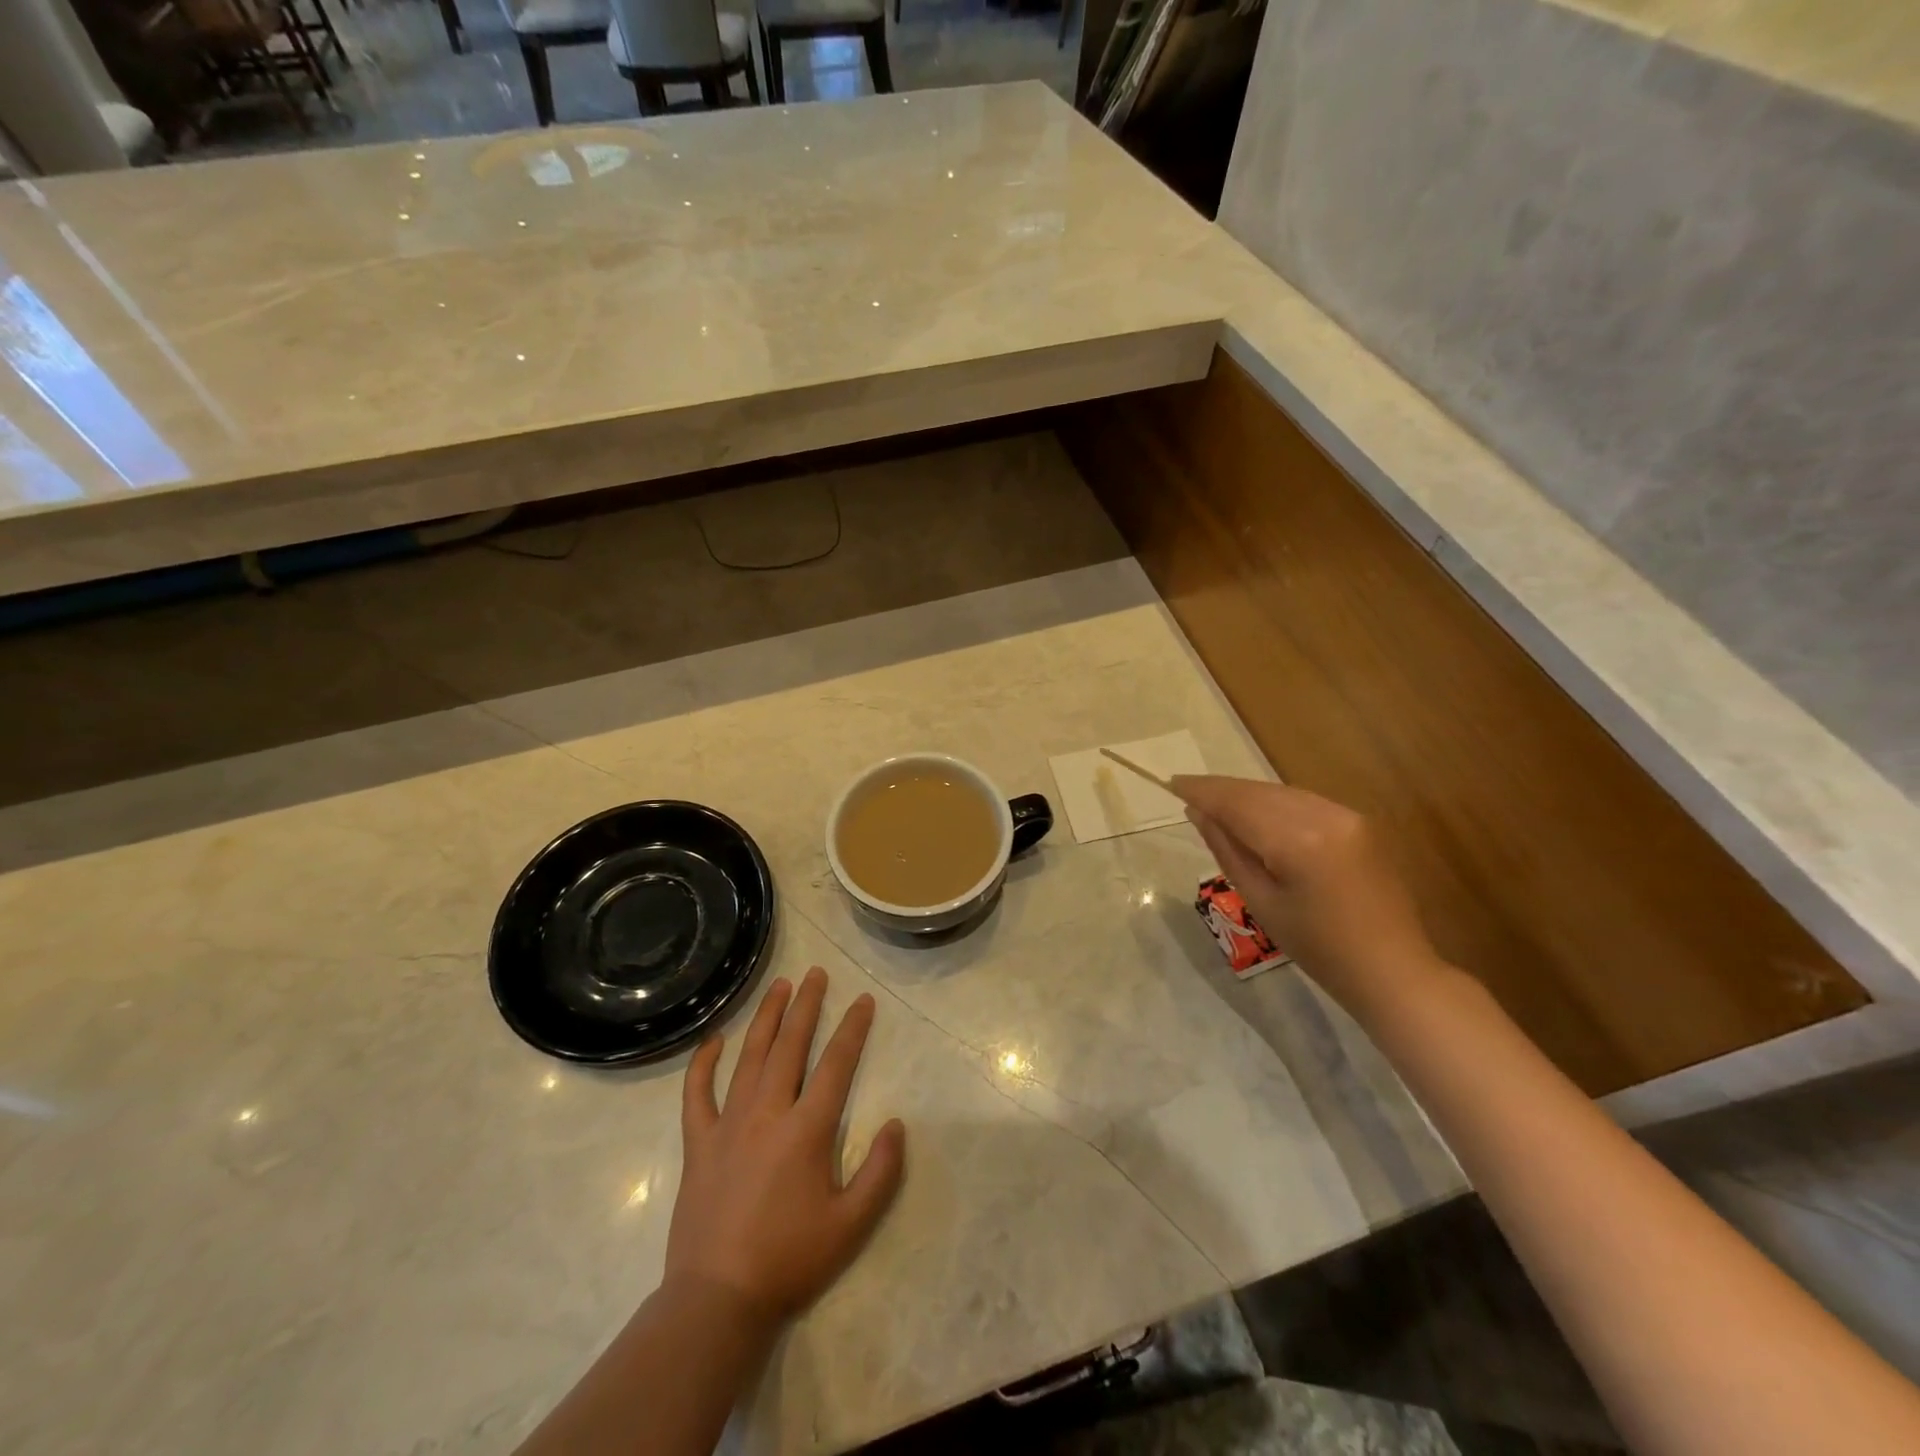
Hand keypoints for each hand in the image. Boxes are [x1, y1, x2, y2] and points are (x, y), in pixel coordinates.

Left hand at [665, 967, 905, 1328]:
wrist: (717, 1300)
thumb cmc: (790, 1259)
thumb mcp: (852, 1224)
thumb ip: (881, 1172)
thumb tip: (896, 1123)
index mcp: (806, 1130)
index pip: (836, 1064)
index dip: (852, 1028)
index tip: (862, 1000)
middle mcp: (768, 1113)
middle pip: (790, 1046)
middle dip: (807, 1006)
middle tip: (816, 974)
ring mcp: (728, 1124)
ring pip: (749, 1057)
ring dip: (766, 1018)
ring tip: (779, 986)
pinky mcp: (698, 1142)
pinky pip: (697, 1093)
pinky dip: (704, 1063)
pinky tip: (714, 1039)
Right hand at [1172, 775, 1441, 1008]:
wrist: (1392, 969)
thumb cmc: (1318, 948)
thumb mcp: (1261, 902)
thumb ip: (1228, 850)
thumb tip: (1198, 813)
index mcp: (1298, 841)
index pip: (1238, 803)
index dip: (1203, 791)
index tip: (1172, 783)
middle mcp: (1325, 815)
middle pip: (1259, 791)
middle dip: (1221, 790)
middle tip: (1186, 791)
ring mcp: (1347, 815)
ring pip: (1281, 792)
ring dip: (1246, 795)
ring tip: (1214, 803)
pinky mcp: (1359, 822)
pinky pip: (1304, 802)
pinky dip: (1274, 803)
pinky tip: (1256, 814)